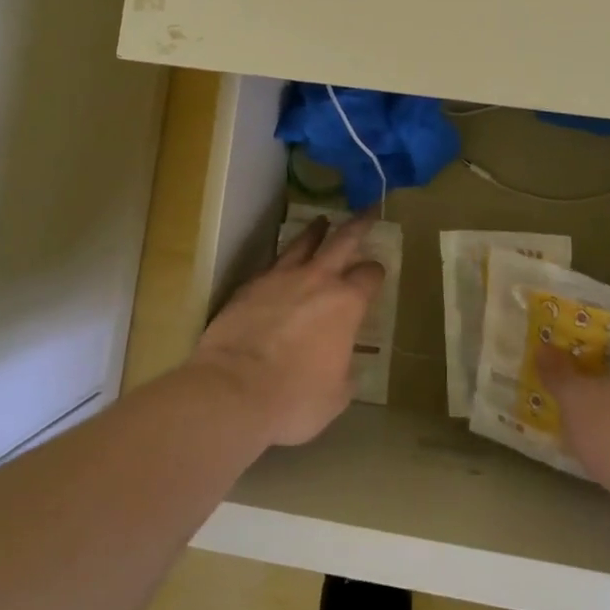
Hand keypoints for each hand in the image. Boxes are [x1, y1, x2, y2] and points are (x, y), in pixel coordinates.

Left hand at [189, 215, 383, 447]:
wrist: (233, 390)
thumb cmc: (294, 398)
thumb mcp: (335, 395)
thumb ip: (344, 372)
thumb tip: (342, 365)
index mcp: (347, 303)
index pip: (369, 274)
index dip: (376, 272)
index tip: (377, 272)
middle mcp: (317, 280)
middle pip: (342, 240)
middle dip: (358, 225)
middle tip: (367, 211)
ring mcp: (280, 278)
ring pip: (303, 242)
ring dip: (316, 231)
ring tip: (322, 221)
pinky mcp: (250, 285)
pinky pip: (272, 263)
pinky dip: (283, 259)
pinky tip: (281, 263)